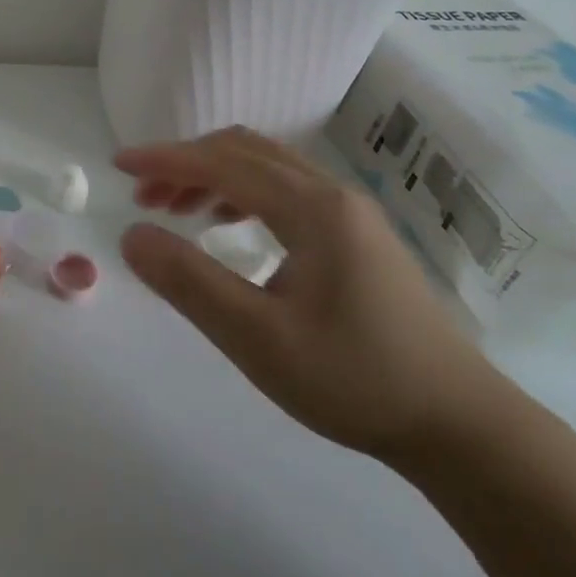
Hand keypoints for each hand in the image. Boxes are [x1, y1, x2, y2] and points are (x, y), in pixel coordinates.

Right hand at [117, 127, 517, 464]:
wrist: (458, 424)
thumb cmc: (354, 380)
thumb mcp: (257, 338)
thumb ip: (189, 282)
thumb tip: (132, 235)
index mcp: (312, 209)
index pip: (222, 163)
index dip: (164, 159)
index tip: (117, 163)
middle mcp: (332, 194)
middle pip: (244, 152)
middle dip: (185, 164)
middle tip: (142, 196)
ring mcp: (350, 213)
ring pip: (266, 168)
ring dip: (213, 176)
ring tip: (174, 209)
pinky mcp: (356, 236)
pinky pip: (286, 190)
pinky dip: (242, 193)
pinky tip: (227, 227)